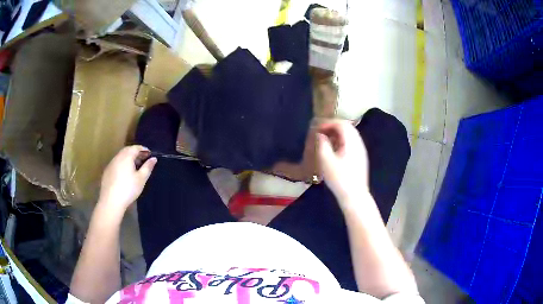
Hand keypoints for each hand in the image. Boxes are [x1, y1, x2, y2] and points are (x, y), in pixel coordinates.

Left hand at [99, 145, 156, 213]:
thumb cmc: (128, 189)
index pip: (136, 148)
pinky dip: (122, 164)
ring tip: (135, 166)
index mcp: (127, 156)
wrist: (111, 201)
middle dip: (136, 152)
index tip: (150, 154)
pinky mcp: (107, 171)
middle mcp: (118, 157)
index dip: (144, 149)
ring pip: (121, 156)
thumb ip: (147, 167)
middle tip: (143, 159)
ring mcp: (111, 164)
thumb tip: (154, 159)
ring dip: (128, 158)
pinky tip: (125, 174)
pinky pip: (116, 163)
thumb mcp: (141, 179)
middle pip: (127, 150)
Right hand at [316, 120, 368, 206]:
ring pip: (350, 134)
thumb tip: (320, 134)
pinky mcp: (360, 157)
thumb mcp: (326, 161)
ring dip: (337, 133)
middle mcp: (359, 143)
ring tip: (325, 138)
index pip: (341, 124)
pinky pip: (351, 142)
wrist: (354, 196)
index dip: (328, 123)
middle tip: (321, 131)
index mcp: (351, 142)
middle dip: (333, 126)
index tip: (317, 127)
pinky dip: (342, 140)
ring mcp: (361, 150)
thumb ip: (322, 144)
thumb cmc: (340, 179)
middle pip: (347, 127)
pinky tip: (334, 148)